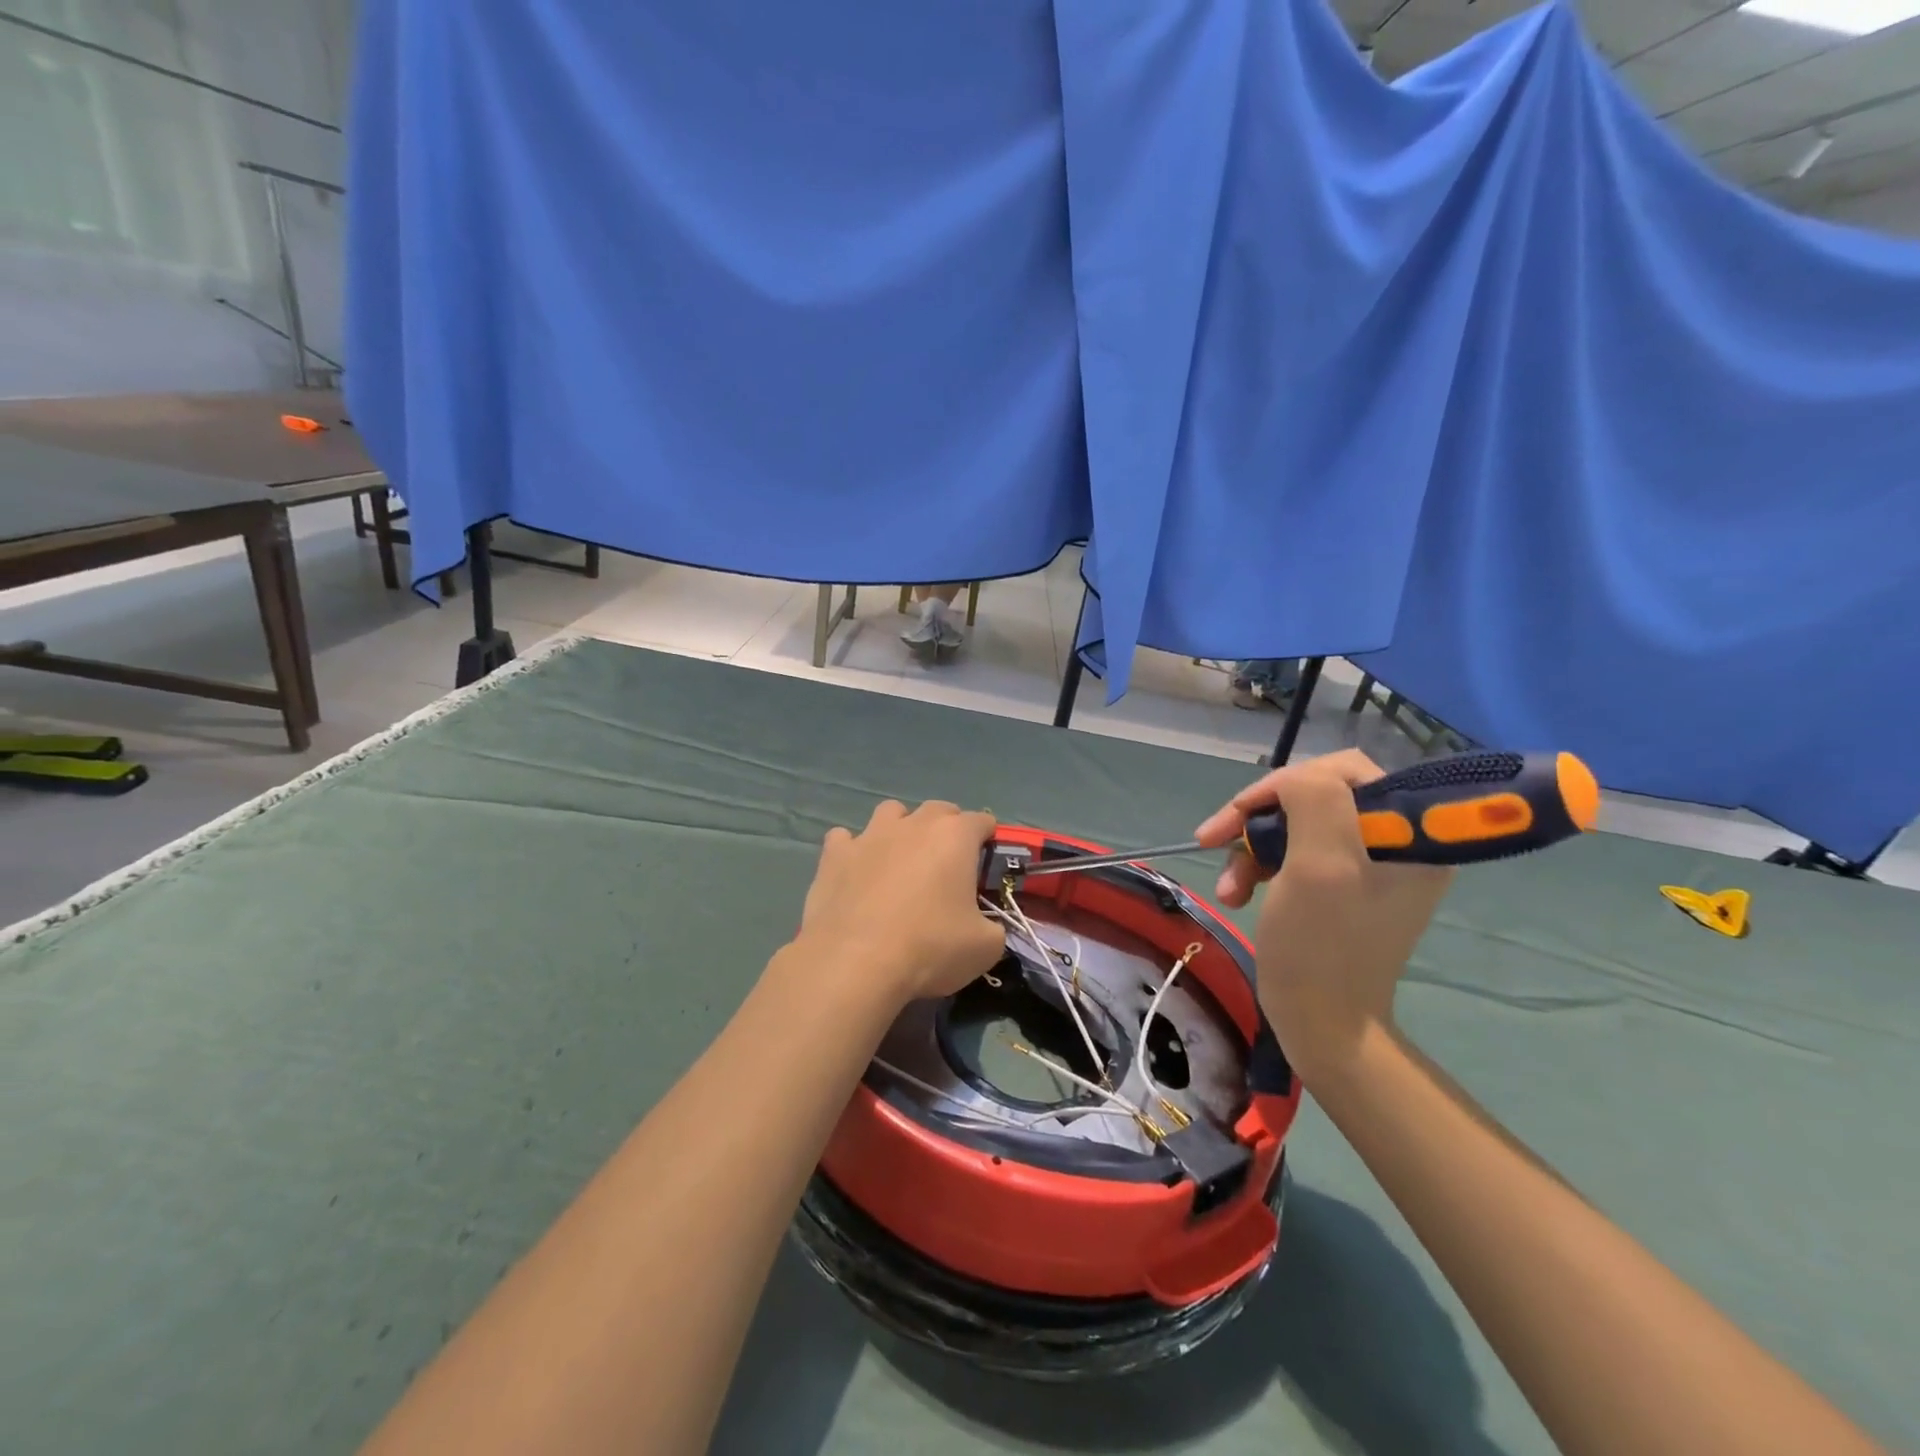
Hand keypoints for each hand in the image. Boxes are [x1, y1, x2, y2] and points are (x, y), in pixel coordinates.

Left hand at [795, 799, 1004, 1006]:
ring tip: (901, 860)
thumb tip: (987, 927)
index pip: (981, 820)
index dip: (987, 840)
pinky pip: (845, 838)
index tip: (986, 864)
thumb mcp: (985, 948)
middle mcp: (913, 824)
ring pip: (891, 812)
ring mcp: (870, 835)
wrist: (855, 963)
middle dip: (947, 829)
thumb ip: (995, 927)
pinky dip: (853, 851)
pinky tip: (855, 872)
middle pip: (938, 810)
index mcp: (955, 836)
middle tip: (947, 864)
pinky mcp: (835, 854)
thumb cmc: (930, 948)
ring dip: (900, 828)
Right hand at [1194, 750, 1453, 1084]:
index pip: (1343, 770)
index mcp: (1411, 832)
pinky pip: (1294, 852)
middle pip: (1314, 794)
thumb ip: (1316, 799)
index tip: (1243, 814)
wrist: (1323, 1025)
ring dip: (1251, 848)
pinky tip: (1236, 893)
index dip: (1286, 784)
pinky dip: (1258, 868)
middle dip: (1260, 818)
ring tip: (1228, 887)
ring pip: (1296, 823)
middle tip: (1216, 839)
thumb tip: (1297, 779)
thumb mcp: (1320, 863)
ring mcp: (1368, 863)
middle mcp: (1397, 840)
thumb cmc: (1321, 947)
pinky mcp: (1342, 884)